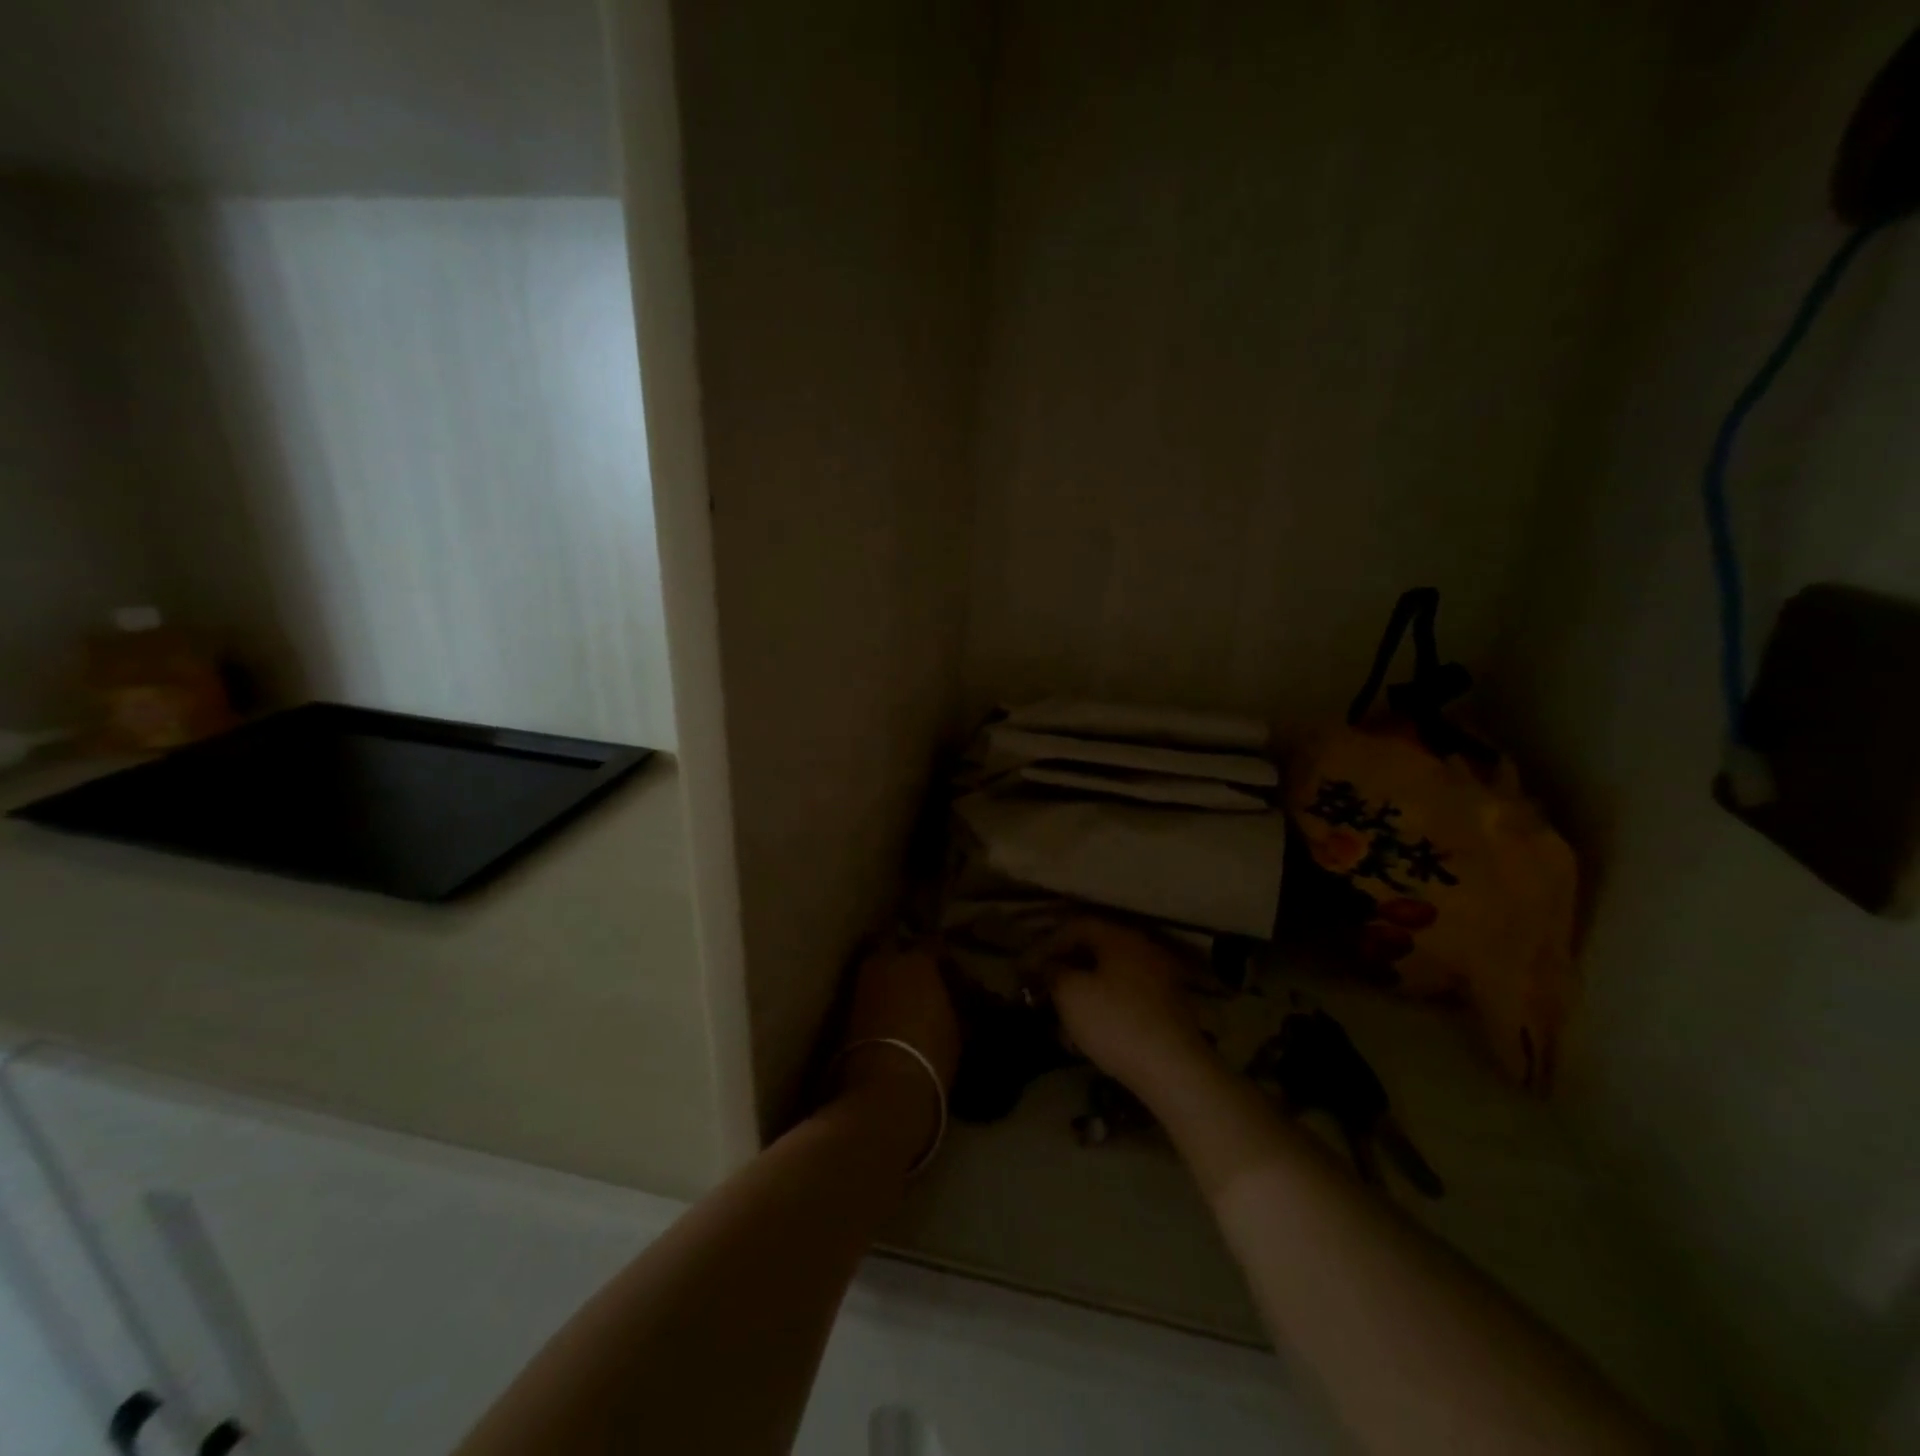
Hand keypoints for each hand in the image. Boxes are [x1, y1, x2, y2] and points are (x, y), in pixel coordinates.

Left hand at [835, 939, 961, 1169]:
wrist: (883, 1091)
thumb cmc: (930, 1055)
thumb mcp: (956, 1028)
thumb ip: (952, 1004)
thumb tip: (953, 998)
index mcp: (917, 960)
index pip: (933, 944)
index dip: (943, 957)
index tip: (953, 973)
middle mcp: (884, 962)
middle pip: (894, 945)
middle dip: (906, 955)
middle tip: (923, 976)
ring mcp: (860, 984)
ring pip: (876, 968)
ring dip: (889, 976)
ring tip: (906, 998)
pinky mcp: (844, 1010)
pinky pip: (867, 991)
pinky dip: (878, 997)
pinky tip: (890, 1015)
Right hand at [1039, 918, 1214, 1094]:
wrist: (1173, 1070)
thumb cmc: (1115, 1022)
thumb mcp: (1071, 994)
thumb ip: (1053, 972)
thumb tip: (1047, 966)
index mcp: (1120, 938)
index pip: (1075, 926)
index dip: (1046, 944)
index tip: (1025, 968)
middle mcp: (1142, 950)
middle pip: (1093, 951)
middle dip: (1063, 970)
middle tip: (1040, 990)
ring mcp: (1158, 980)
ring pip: (1107, 979)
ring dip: (1079, 994)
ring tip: (1057, 1020)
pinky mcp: (1165, 1010)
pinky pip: (1123, 1000)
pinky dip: (1100, 1010)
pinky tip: (1084, 1037)